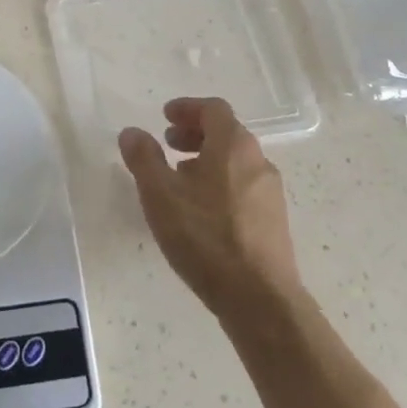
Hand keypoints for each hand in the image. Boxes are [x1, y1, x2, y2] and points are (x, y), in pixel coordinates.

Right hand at [119, 98, 301, 320]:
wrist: (260, 299)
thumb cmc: (205, 237)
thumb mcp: (160, 195)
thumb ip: (143, 158)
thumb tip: (133, 132)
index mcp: (233, 146)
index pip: (214, 109)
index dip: (187, 108)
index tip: (164, 117)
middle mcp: (258, 162)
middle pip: (226, 133)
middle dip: (195, 134)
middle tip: (168, 144)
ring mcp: (270, 193)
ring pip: (235, 162)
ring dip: (206, 160)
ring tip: (179, 180)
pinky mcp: (273, 222)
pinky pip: (243, 187)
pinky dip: (219, 183)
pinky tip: (200, 212)